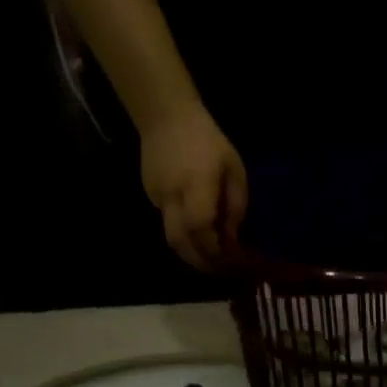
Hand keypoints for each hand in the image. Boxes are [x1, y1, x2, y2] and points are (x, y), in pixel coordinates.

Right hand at [138, 102, 247, 271]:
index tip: (230, 258)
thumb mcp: (234, 169)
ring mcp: (157, 196)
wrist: (164, 115)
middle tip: (220, 271)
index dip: (214, 248)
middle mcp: (172, 195)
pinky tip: (198, 239)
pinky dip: (184, 238)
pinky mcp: (150, 196)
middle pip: (180, 241)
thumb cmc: (208, 141)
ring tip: (210, 262)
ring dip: (191, 255)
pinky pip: (168, 225)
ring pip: (172, 238)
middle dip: (201, 262)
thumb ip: (235, 205)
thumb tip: (233, 238)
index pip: (200, 227)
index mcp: (195, 185)